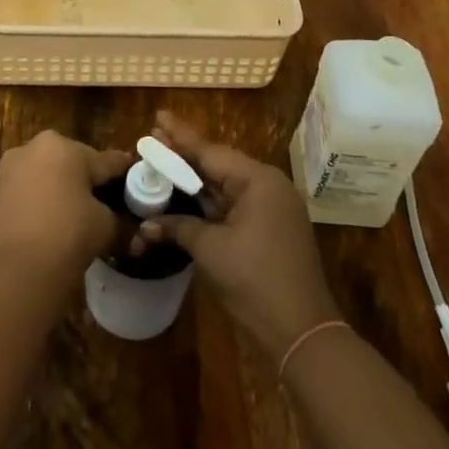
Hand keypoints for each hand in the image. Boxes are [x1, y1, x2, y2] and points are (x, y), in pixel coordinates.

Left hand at [0, 131, 131, 287]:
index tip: (138, 178)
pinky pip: (30, 192)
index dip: (124, 173)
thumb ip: (119, 221)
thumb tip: (130, 230)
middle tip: (107, 203)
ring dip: (64, 191)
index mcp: (64, 146)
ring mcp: (10, 169)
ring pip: (49, 177)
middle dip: (89, 181)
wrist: (14, 271)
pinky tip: (55, 223)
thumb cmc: (68, 234)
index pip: (105, 160)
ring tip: (81, 216)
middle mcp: (34, 147)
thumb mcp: (104, 226)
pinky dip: (43, 203)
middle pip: (74, 163)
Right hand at [141, 111, 340, 360]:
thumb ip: (178, 228)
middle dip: (185, 157)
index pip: (210, 151)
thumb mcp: (211, 250)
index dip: (180, 137)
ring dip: (196, 182)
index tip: (158, 117)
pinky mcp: (272, 229)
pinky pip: (236, 205)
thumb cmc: (254, 281)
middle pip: (219, 165)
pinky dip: (211, 203)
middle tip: (153, 141)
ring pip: (227, 186)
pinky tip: (188, 199)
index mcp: (258, 180)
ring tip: (164, 165)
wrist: (301, 331)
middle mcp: (269, 186)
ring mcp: (273, 208)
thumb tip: (147, 225)